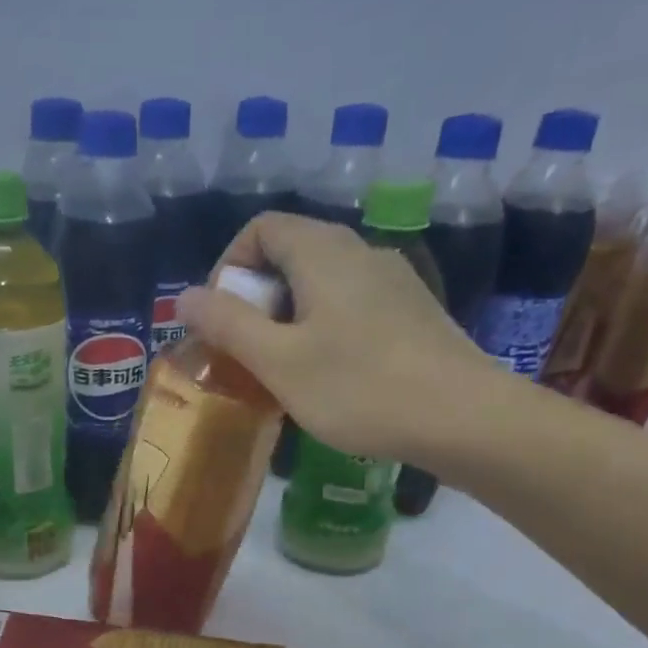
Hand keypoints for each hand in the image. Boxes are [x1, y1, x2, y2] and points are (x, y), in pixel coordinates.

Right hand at [175, 212, 520, 473]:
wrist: (463, 419)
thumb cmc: (359, 388)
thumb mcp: (279, 361)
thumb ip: (228, 324)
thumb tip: (185, 295)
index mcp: (324, 251)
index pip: (261, 228)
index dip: (230, 267)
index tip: (222, 319)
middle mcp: (361, 251)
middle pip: (291, 254)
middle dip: (256, 300)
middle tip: (248, 353)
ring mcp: (394, 281)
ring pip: (322, 285)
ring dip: (289, 320)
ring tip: (283, 372)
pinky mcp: (412, 313)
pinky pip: (351, 306)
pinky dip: (323, 330)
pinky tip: (329, 378)